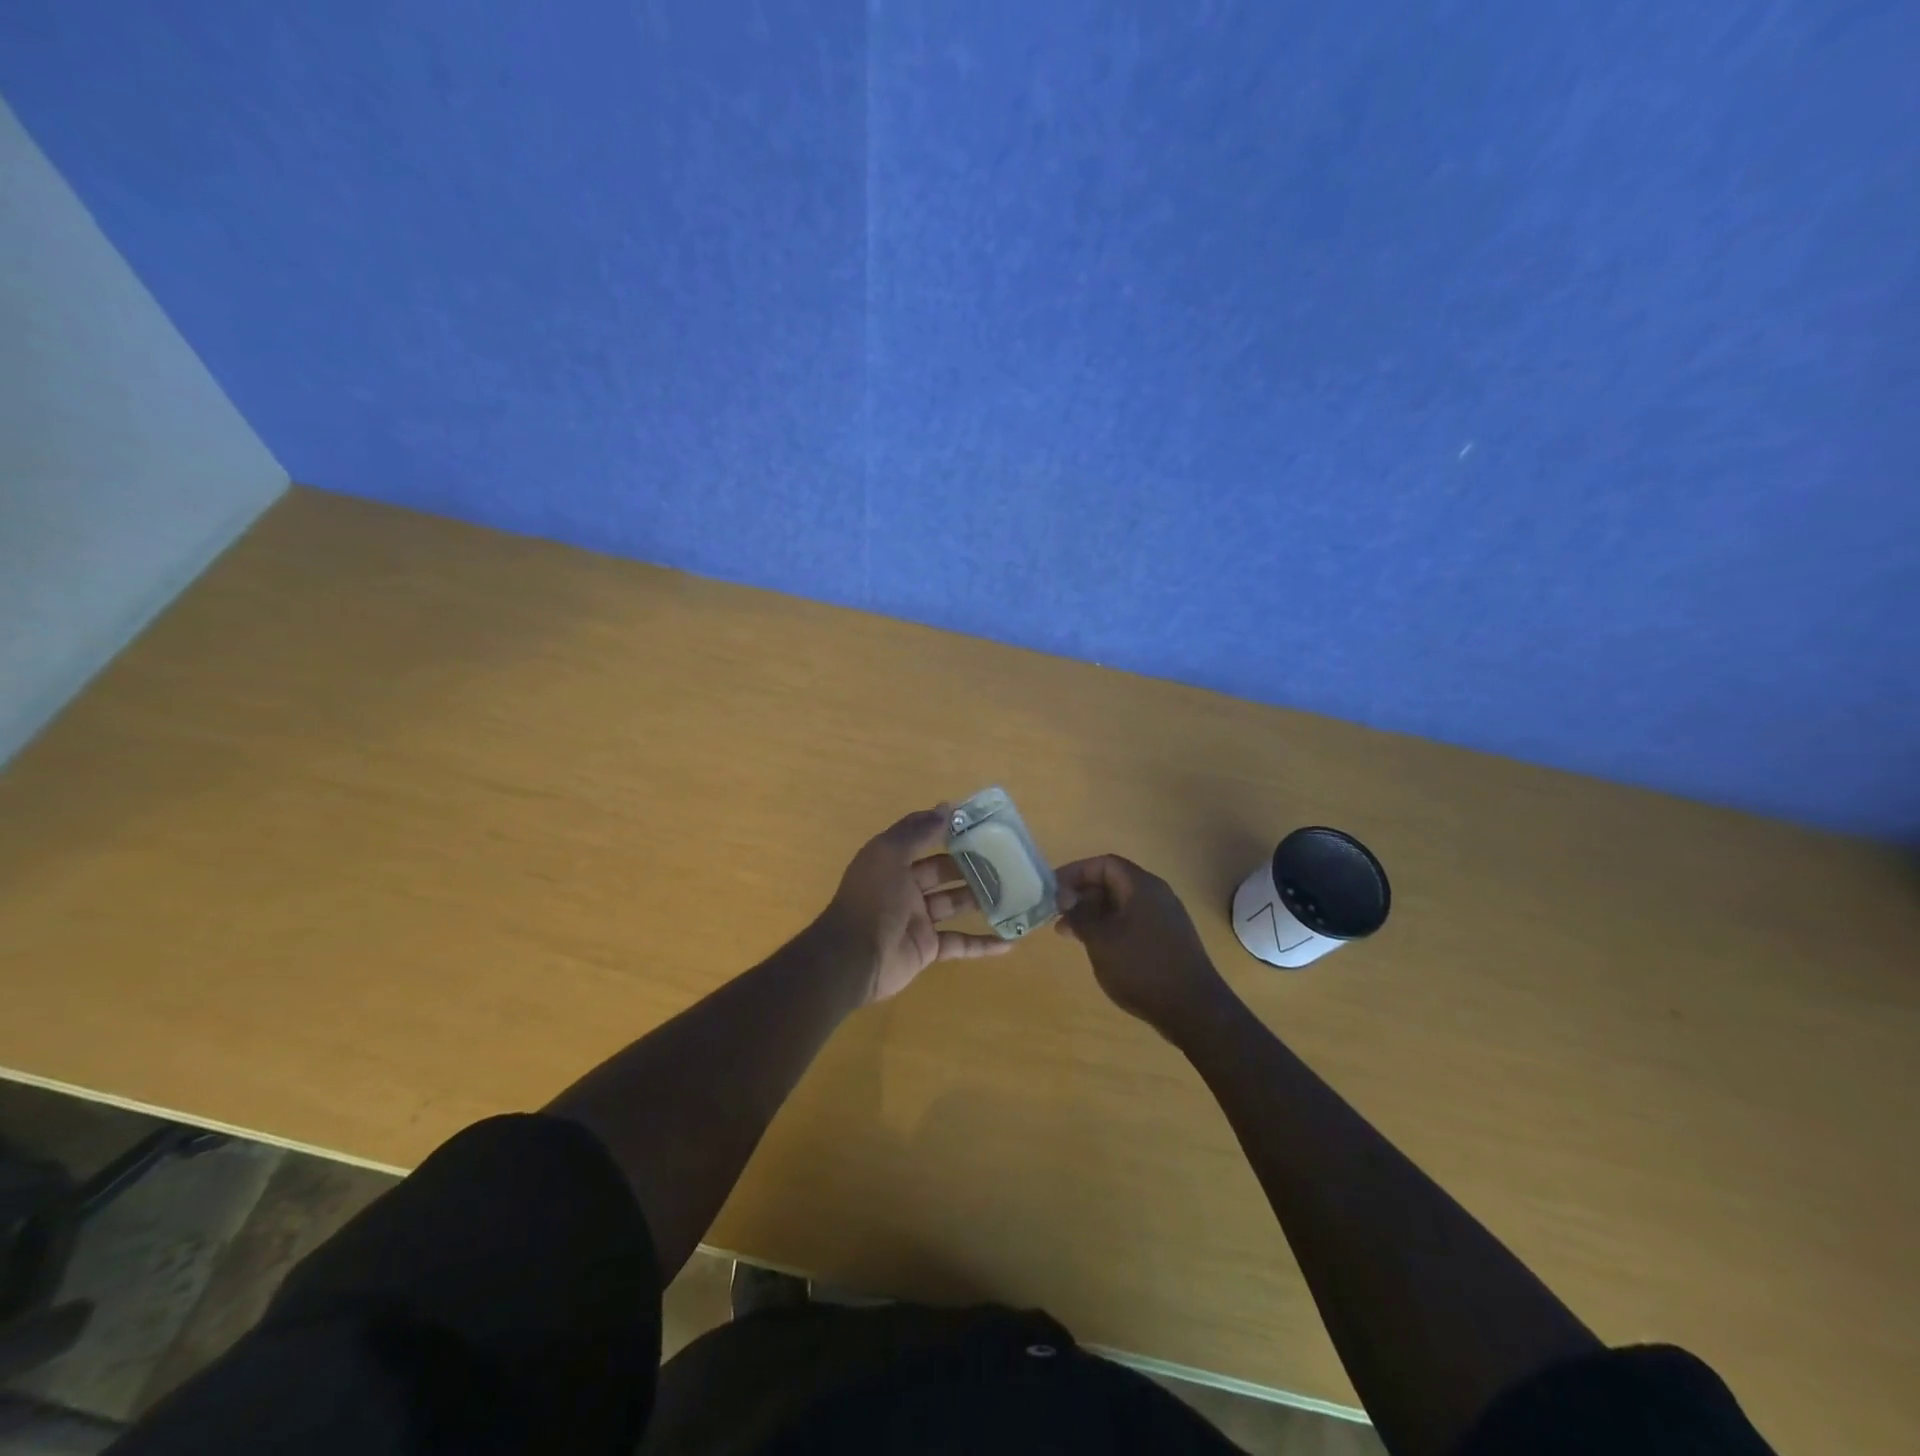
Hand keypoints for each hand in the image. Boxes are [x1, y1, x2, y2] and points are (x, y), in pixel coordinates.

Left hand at [816, 806, 1011, 1003]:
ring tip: (1013, 891)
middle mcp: (905, 887)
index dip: (947, 830)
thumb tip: (946, 807)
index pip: (923, 839)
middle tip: (1005, 859)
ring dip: (981, 899)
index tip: (979, 823)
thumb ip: (917, 831)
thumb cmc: (872, 900)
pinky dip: (982, 943)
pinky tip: (1009, 941)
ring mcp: (918, 919)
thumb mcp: (889, 854)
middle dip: (971, 865)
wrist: (853, 958)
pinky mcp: (928, 948)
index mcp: (893, 862)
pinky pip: (960, 943)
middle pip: (944, 871)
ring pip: (955, 904)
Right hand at [1055, 855, 1233, 1035]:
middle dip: (1082, 895)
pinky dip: (1111, 927)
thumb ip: (1080, 914)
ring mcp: (1165, 917)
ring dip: (1094, 914)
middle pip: (1113, 881)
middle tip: (1058, 916)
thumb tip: (1066, 898)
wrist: (1194, 1009)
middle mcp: (1156, 894)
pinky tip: (1098, 947)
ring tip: (1071, 935)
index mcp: (1141, 886)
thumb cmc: (1141, 968)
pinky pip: (1133, 921)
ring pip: (1122, 904)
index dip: (1076, 872)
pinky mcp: (1169, 938)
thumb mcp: (1101, 940)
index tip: (1053, 891)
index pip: (1104, 864)